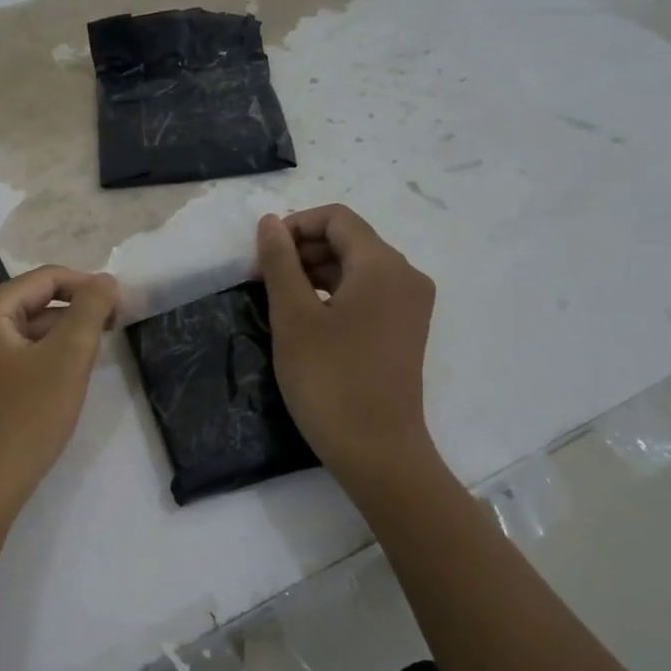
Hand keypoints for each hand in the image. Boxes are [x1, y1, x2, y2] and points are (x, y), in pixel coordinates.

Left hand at [0, 266, 119, 535]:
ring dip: (56, 341)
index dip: (88, 287)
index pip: (44, 278)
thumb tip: (105, 280)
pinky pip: (5, 360)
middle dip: (72, 317)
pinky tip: (57, 386)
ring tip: (89, 363)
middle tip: (110, 337)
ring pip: (18, 335)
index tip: (122, 309)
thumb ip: (90, 311)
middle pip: (29, 304)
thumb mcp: (67, 360)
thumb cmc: (23, 421)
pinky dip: (35, 363)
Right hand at [256, 206, 436, 487]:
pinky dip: (335, 294)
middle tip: (262, 281)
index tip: (261, 256)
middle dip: (302, 250)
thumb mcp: (293, 317)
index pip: (336, 219)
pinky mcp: (405, 331)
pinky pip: (368, 294)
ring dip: (315, 273)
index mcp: (382, 265)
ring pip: (357, 268)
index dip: (294, 226)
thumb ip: (280, 263)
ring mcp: (410, 305)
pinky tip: (307, 320)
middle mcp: (405, 276)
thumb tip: (270, 222)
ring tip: (278, 301)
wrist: (377, 451)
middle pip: (349, 241)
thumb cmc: (329, 380)